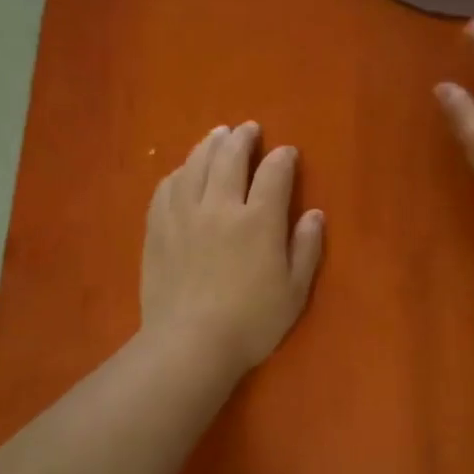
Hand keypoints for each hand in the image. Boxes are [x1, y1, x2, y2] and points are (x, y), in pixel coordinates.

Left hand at [140, 122, 323, 375]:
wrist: (189, 344)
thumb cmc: (251, 322)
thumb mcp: (294, 291)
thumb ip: (307, 248)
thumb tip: (314, 214)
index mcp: (259, 220)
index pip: (274, 174)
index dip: (283, 158)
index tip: (287, 152)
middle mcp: (221, 206)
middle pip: (230, 157)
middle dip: (243, 138)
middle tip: (248, 130)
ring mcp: (184, 214)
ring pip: (196, 165)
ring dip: (209, 145)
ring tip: (217, 135)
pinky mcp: (158, 228)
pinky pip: (167, 188)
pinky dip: (179, 172)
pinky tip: (184, 171)